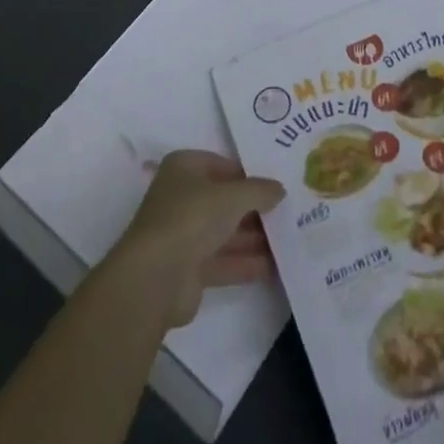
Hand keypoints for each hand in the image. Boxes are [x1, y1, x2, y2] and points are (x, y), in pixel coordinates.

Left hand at [109, 150, 285, 326]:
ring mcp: (183, 234)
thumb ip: (259, 190)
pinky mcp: (188, 269)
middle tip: (287, 213)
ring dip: (253, 237)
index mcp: (184, 168)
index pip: (221, 165)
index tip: (275, 185)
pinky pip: (222, 260)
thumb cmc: (192, 218)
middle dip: (254, 209)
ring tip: (288, 240)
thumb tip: (280, 189)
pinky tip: (274, 267)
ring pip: (224, 231)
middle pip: (223, 200)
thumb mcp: (232, 196)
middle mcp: (181, 197)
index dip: (248, 175)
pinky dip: (245, 262)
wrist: (155, 278)